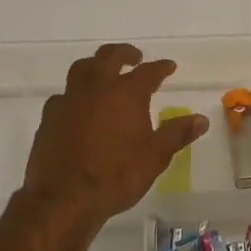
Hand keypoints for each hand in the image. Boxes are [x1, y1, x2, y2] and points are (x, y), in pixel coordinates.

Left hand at [19, 43, 208, 227]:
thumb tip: (201, 119)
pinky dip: (75, 94)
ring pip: (82, 68)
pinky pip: (64, 94)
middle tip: (135, 56)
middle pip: (109, 57)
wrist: (64, 197)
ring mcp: (69, 99)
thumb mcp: (155, 157)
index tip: (169, 66)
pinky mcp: (49, 115)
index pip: (148, 72)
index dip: (160, 68)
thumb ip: (177, 134)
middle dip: (125, 53)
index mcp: (126, 93)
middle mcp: (97, 87)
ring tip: (103, 71)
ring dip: (96, 65)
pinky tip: (78, 105)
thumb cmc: (116, 175)